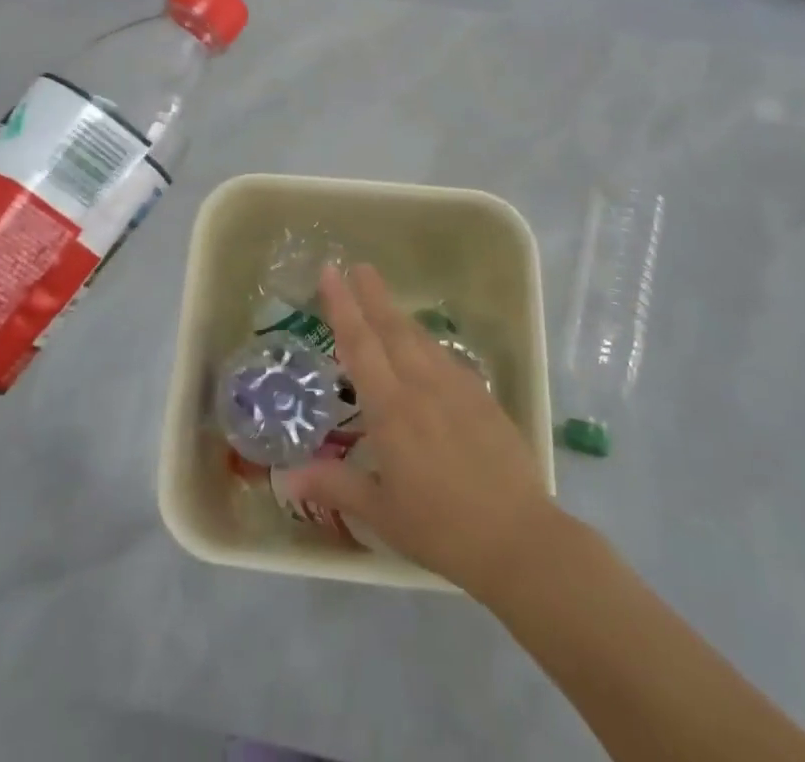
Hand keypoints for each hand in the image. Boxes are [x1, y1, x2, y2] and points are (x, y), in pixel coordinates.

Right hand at [283, 263, 555, 595]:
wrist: (518, 538)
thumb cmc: (440, 529)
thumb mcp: (381, 512)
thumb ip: (334, 485)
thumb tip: (286, 476)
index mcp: (391, 409)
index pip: (359, 344)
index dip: (341, 305)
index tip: (330, 272)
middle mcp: (421, 386)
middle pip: (391, 328)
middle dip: (372, 294)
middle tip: (357, 265)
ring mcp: (456, 388)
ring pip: (420, 339)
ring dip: (398, 315)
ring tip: (383, 301)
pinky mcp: (482, 397)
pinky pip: (446, 358)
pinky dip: (427, 344)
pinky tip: (425, 349)